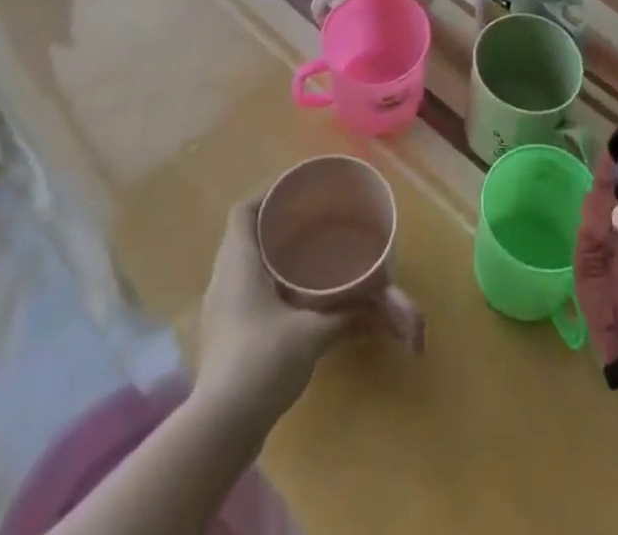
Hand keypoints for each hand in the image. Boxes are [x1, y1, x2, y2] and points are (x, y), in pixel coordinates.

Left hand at [192, 199, 360, 434]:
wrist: (219, 429)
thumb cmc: (261, 362)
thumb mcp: (313, 334)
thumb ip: (353, 316)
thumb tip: (397, 309)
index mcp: (238, 263)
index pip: (243, 211)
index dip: (268, 193)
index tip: (299, 188)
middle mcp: (223, 279)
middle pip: (245, 234)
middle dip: (276, 221)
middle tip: (312, 216)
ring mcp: (220, 310)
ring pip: (244, 263)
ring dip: (271, 252)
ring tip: (307, 248)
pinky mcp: (225, 335)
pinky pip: (245, 289)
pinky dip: (268, 280)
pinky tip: (295, 293)